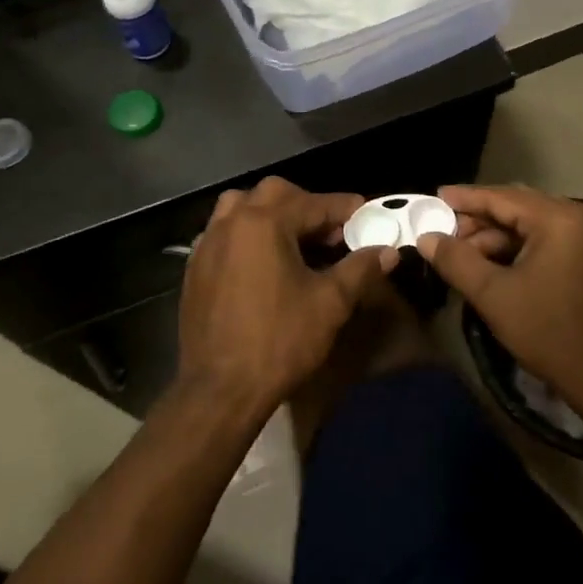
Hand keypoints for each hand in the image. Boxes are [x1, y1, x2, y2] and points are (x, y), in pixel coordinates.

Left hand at [178, 177, 397, 410]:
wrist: (220, 389)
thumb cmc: (280, 342)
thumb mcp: (330, 304)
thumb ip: (360, 269)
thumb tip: (387, 250)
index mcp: (264, 223)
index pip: (314, 203)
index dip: (345, 209)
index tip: (367, 214)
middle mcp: (232, 222)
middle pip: (274, 194)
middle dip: (306, 205)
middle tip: (330, 233)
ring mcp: (208, 243)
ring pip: (241, 207)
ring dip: (271, 213)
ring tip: (294, 241)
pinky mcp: (195, 267)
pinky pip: (223, 232)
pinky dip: (246, 234)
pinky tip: (262, 262)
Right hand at [417, 185, 582, 412]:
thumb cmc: (547, 330)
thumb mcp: (493, 294)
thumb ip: (456, 260)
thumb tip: (426, 238)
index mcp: (557, 219)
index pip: (502, 197)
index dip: (465, 198)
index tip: (434, 197)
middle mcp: (576, 218)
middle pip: (516, 207)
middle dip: (478, 219)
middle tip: (443, 230)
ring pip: (528, 225)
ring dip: (494, 236)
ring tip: (461, 253)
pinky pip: (543, 240)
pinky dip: (514, 248)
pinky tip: (489, 264)